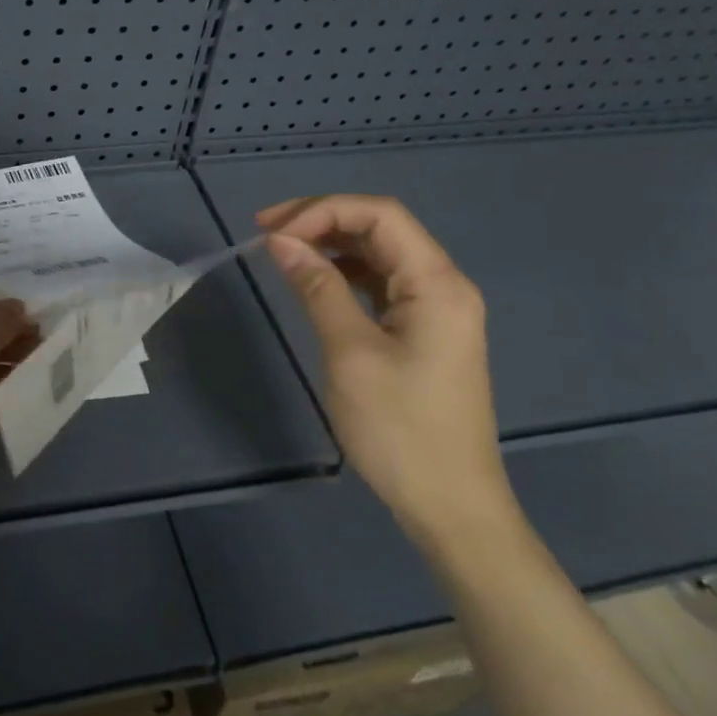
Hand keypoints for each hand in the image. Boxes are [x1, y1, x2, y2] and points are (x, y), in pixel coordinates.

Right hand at [258, 194, 515, 549]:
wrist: (451, 505)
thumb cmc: (400, 429)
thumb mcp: (350, 352)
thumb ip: (317, 288)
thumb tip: (281, 241)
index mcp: (437, 283)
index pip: (380, 215)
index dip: (321, 210)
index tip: (270, 231)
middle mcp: (443, 286)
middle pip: (381, 228)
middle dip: (322, 221)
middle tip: (266, 232)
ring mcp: (436, 310)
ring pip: (380, 254)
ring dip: (331, 245)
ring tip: (282, 252)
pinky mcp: (424, 332)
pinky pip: (382, 284)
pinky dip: (344, 274)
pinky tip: (315, 282)